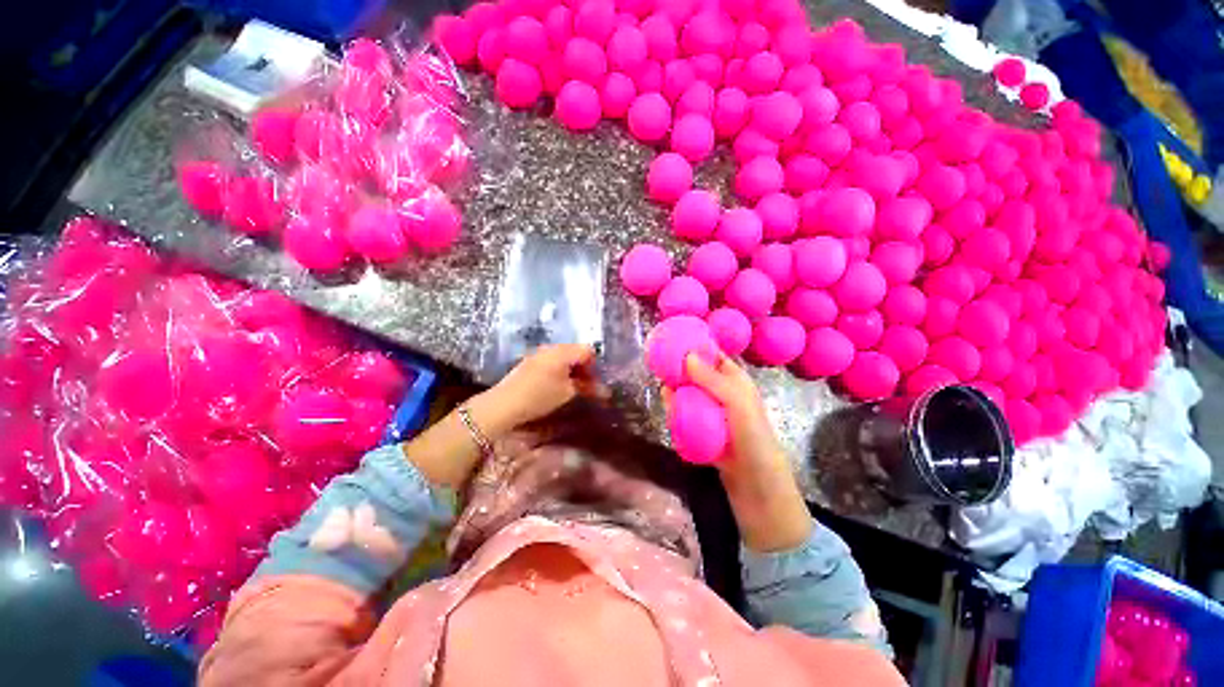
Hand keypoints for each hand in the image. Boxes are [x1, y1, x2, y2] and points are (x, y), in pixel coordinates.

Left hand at [468, 344, 603, 437]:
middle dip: (584, 368)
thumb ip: (585, 386)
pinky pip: (552, 361)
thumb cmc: (539, 396)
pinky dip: (560, 370)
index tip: (595, 382)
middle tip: (588, 386)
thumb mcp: (567, 393)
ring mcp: (539, 353)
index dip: (595, 365)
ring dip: (572, 369)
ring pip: (563, 356)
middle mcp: (551, 348)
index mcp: (562, 352)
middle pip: (575, 351)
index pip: (587, 350)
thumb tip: (601, 388)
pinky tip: (557, 385)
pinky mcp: (530, 362)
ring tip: (573, 387)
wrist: (504, 404)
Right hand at [666, 353, 787, 479]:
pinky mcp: (700, 426)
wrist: (754, 481)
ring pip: (688, 392)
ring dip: (676, 390)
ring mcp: (710, 410)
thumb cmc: (752, 436)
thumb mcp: (736, 402)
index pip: (713, 356)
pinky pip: (684, 411)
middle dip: (680, 369)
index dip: (695, 347)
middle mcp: (721, 391)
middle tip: (661, 368)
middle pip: (695, 373)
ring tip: (664, 390)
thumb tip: (686, 356)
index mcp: (735, 380)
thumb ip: (712, 379)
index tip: (672, 341)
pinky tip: (668, 407)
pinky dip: (675, 408)